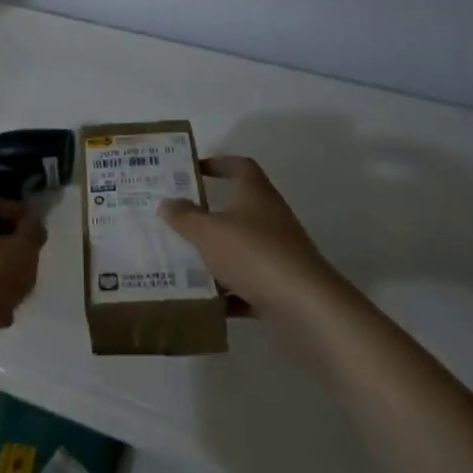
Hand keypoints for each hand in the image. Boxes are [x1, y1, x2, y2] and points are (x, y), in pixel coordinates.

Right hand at [160, 156, 340, 323]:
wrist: (306, 308)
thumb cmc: (253, 254)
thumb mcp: (208, 232)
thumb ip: (184, 217)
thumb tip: (166, 202)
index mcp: (255, 194)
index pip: (239, 166)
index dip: (217, 164)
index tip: (192, 171)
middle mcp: (269, 218)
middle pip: (236, 209)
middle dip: (206, 215)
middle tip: (175, 219)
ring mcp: (277, 254)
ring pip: (239, 248)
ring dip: (214, 255)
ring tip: (180, 261)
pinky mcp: (280, 286)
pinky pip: (247, 284)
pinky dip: (227, 292)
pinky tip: (202, 300)